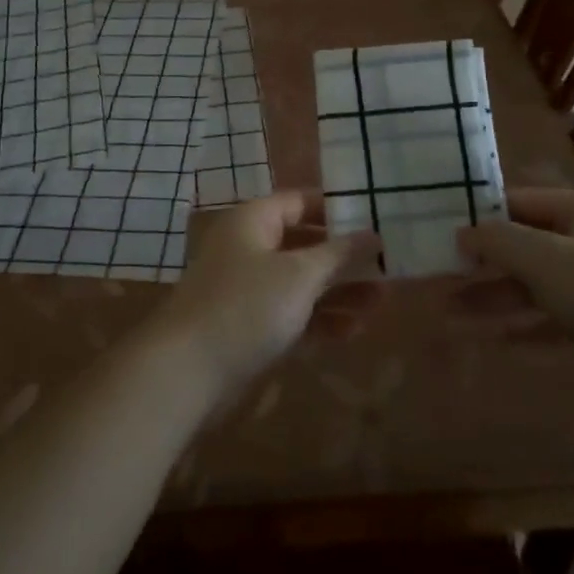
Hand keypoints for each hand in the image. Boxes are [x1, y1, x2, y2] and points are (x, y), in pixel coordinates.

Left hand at [147, 191, 377, 396]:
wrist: (187, 372)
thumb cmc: (246, 307)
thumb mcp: (299, 275)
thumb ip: (339, 253)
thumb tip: (373, 232)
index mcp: (254, 220)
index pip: (300, 201)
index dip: (336, 208)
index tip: (375, 218)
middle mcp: (249, 247)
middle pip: (303, 242)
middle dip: (344, 255)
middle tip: (386, 264)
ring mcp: (247, 288)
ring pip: (300, 281)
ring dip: (338, 290)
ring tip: (383, 300)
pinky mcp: (248, 326)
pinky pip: (291, 313)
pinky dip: (319, 319)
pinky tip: (354, 331)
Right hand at [457, 188, 573, 390]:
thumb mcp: (547, 261)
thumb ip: (500, 241)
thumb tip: (464, 232)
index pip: (516, 201)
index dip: (478, 215)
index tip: (439, 234)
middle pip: (522, 242)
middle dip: (481, 262)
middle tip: (437, 275)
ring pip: (534, 282)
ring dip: (495, 296)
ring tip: (450, 312)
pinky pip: (552, 315)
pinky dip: (523, 324)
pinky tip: (492, 338)